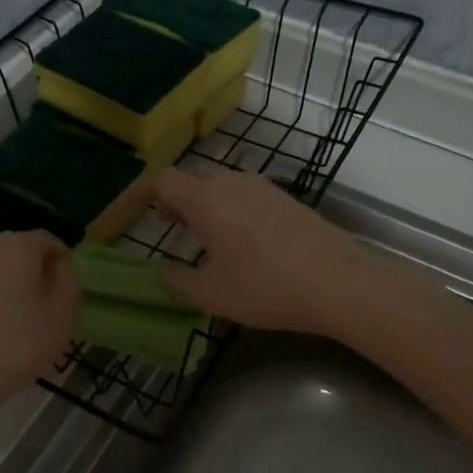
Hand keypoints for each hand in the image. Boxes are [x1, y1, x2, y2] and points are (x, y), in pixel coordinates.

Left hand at [0, 231, 78, 433]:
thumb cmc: (12, 350)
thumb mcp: (61, 319)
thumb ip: (67, 282)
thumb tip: (57, 265)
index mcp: (15, 248)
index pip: (47, 242)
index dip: (59, 262)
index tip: (62, 291)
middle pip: (10, 253)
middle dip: (24, 274)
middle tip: (31, 311)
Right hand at [153, 167, 372, 336]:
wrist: (337, 281)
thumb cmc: (264, 286)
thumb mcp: (211, 294)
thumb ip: (177, 283)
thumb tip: (161, 275)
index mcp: (205, 199)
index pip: (162, 180)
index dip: (144, 194)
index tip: (135, 215)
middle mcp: (231, 182)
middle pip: (193, 178)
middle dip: (176, 199)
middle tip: (170, 226)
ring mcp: (263, 187)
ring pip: (222, 185)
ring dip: (206, 204)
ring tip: (205, 236)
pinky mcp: (287, 198)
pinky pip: (247, 195)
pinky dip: (232, 209)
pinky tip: (243, 241)